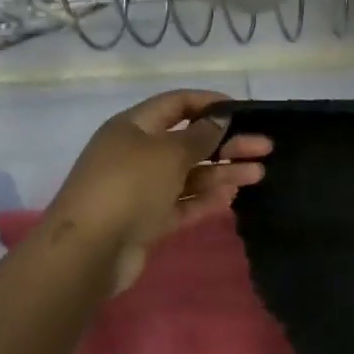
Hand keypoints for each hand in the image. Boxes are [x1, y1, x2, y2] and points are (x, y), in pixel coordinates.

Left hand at [49, 90, 269, 291]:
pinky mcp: (147, 220)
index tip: (241, 110)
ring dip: (223, 173)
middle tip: (264, 147)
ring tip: (259, 174)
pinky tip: (232, 197)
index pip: (175, 104)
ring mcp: (141, 189)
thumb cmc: (129, 186)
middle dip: (226, 143)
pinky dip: (206, 199)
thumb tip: (219, 119)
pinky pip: (182, 204)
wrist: (88, 250)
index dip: (208, 103)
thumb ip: (199, 136)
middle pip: (188, 142)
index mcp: (133, 127)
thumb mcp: (168, 153)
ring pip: (189, 175)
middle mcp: (137, 154)